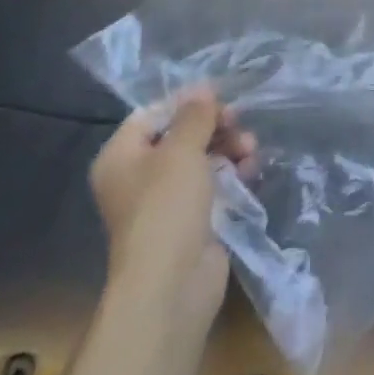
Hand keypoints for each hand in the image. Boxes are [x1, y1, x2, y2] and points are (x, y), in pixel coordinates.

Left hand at [89, 90, 256, 333]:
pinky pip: (213, 184)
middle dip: (214, 126)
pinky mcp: (192, 220)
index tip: (218, 97)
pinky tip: (252, 168)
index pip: (153, 114)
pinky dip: (232, 172)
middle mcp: (139, 177)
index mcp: (121, 157)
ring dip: (229, 146)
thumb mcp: (182, 149)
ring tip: (251, 148)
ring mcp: (166, 201)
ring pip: (201, 158)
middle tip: (239, 122)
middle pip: (181, 135)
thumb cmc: (166, 207)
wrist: (172, 286)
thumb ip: (195, 115)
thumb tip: (202, 88)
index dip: (185, 103)